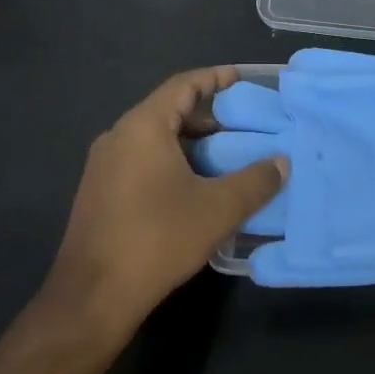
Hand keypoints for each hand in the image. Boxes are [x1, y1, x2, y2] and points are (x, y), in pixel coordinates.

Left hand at [45, 67, 286, 343]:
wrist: (92, 296)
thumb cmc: (157, 239)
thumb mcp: (218, 210)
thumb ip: (255, 181)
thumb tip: (282, 163)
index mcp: (143, 127)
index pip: (183, 84)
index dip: (214, 78)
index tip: (241, 79)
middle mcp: (118, 136)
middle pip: (168, 109)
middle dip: (207, 115)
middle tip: (243, 125)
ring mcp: (104, 165)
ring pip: (154, 138)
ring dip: (190, 142)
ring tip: (225, 156)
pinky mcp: (99, 191)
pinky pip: (140, 160)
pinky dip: (171, 161)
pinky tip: (194, 187)